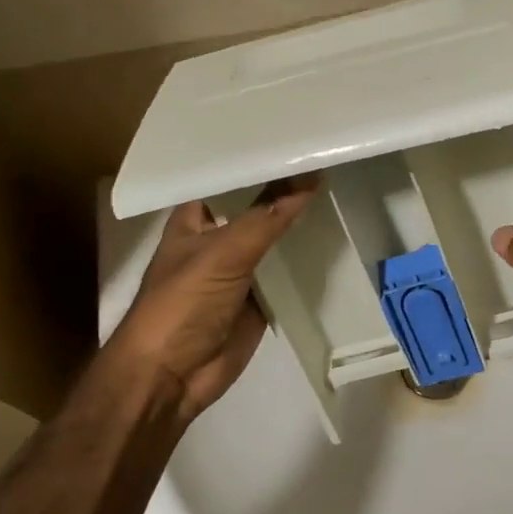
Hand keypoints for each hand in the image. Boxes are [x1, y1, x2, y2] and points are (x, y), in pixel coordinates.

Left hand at [112, 177, 319, 420]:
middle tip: (327, 159)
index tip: (293, 137)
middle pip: (256, 208)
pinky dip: (307, 263)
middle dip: (286, 190)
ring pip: (275, 240)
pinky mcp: (259, 299)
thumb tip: (309, 179)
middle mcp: (217, 239)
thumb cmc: (182, 304)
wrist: (171, 376)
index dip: (255, 159)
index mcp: (194, 219)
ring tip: (340, 188)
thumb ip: (266, 218)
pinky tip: (336, 240)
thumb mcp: (222, 253)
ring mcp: (240, 271)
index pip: (227, 178)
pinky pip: (287, 274)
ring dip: (299, 224)